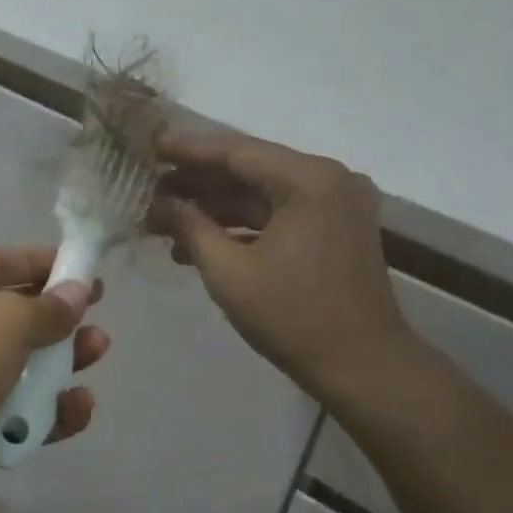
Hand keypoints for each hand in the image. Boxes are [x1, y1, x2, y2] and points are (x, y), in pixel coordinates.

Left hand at [0, 246, 108, 512]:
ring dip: (60, 364)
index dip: (47, 264)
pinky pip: (16, 414)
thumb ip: (47, 309)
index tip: (90, 271)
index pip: (4, 261)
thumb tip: (77, 292)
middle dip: (59, 319)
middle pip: (15, 316)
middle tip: (96, 320)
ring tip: (96, 354)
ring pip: (20, 367)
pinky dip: (47, 413)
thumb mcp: (4, 321)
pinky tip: (79, 409)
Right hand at [147, 127, 415, 408]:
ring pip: (263, 196)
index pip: (236, 151)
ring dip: (216, 209)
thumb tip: (160, 204)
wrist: (363, 367)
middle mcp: (329, 180)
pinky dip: (243, 228)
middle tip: (150, 190)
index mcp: (309, 180)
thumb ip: (191, 228)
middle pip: (251, 170)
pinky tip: (200, 245)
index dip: (188, 149)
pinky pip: (281, 216)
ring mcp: (336, 206)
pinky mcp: (336, 231)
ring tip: (165, 224)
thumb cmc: (293, 317)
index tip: (151, 145)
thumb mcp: (229, 272)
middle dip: (198, 183)